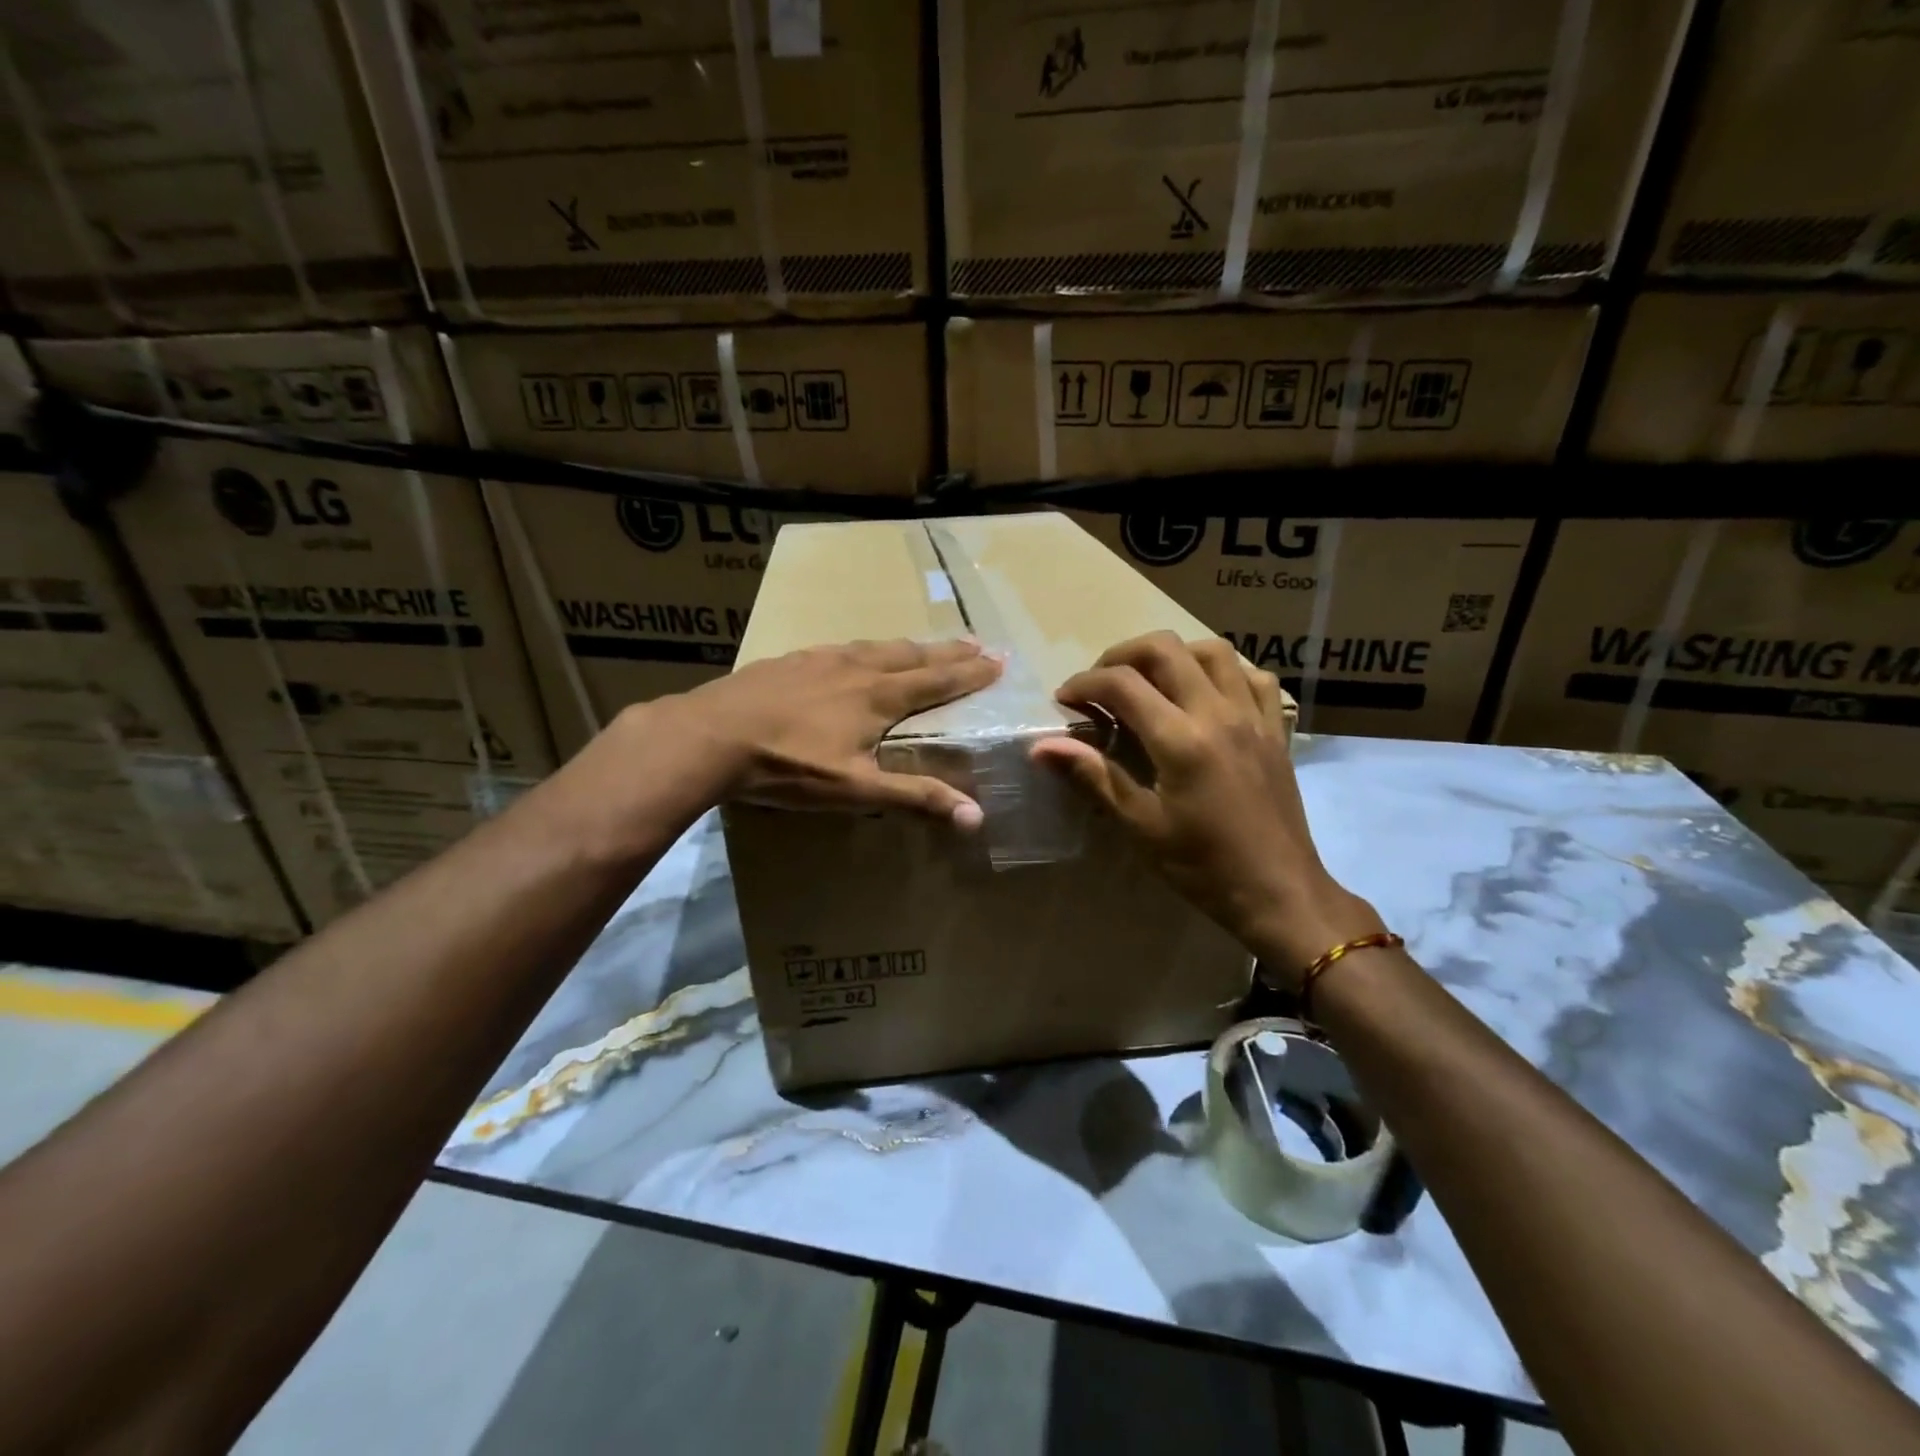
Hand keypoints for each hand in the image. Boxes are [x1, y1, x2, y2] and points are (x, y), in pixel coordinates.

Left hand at [669, 637, 1002, 826]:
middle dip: (947, 652)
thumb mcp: (855, 790)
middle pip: (912, 655)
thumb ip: (914, 798)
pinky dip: (864, 648)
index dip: (969, 673)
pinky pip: (840, 648)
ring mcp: (819, 659)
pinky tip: (853, 652)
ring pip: (876, 646)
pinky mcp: (789, 661)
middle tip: (977, 642)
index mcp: (878, 697)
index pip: (936, 682)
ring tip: (925, 645)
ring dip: (908, 646)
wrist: (711, 736)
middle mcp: (856, 668)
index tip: (997, 661)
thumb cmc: (789, 765)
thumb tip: (975, 816)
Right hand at [1030, 632, 1381, 986]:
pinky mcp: (1275, 729)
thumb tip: (1042, 747)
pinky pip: (1254, 676)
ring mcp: (1253, 716)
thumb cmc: (1202, 866)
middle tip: (1101, 684)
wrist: (1278, 891)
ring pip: (1212, 650)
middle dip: (1121, 656)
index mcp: (1180, 740)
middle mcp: (1218, 713)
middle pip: (1165, 649)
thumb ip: (1094, 776)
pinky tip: (1206, 693)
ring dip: (1173, 655)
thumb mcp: (1141, 825)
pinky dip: (1224, 672)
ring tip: (1150, 681)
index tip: (1065, 700)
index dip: (1084, 683)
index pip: (1122, 684)